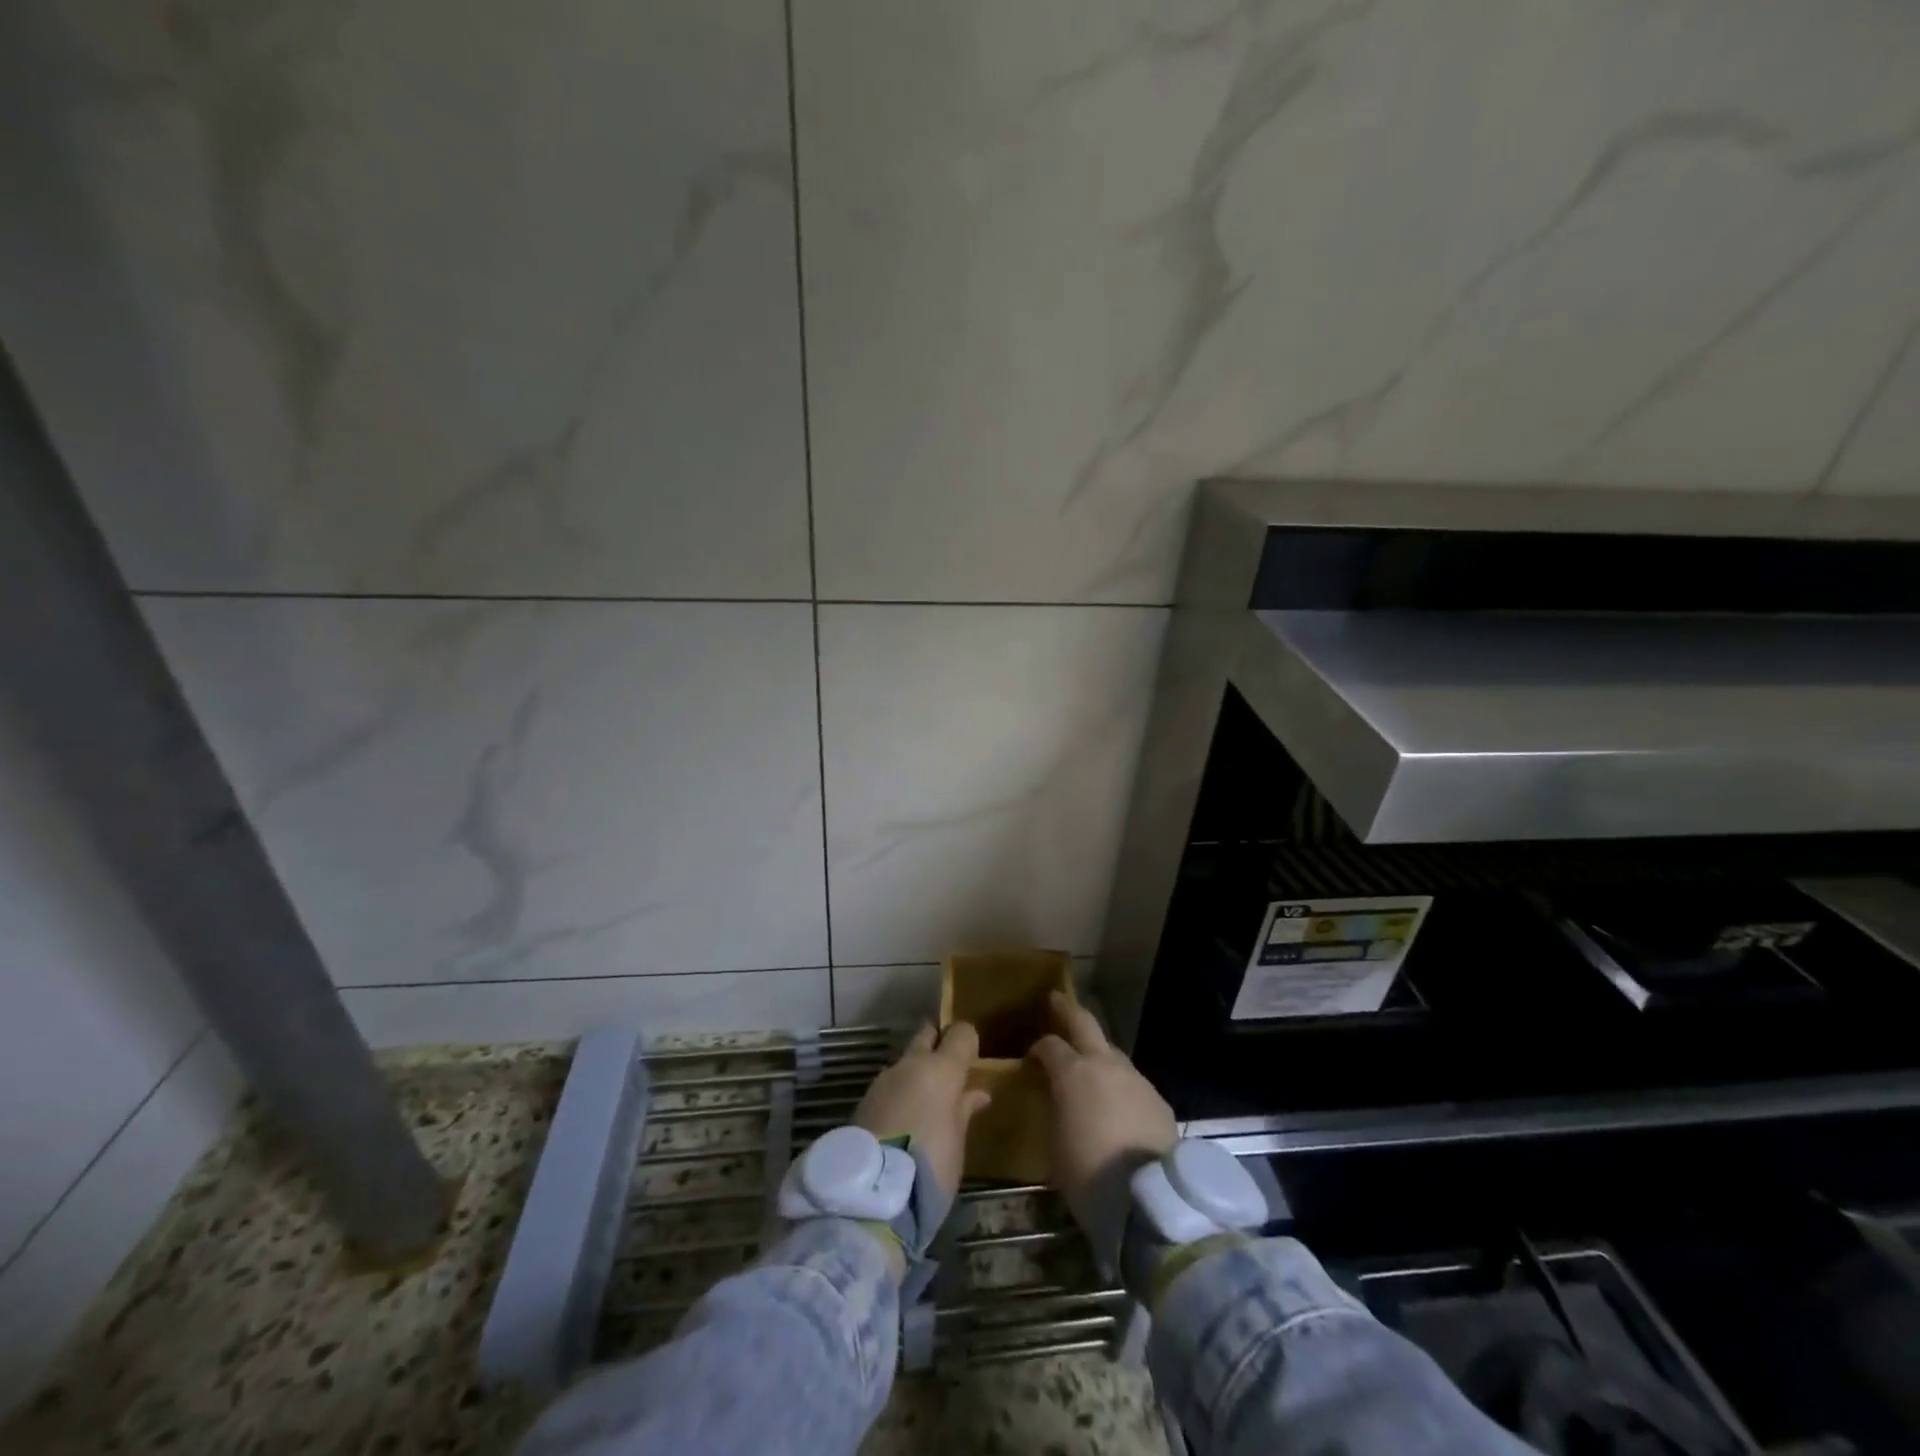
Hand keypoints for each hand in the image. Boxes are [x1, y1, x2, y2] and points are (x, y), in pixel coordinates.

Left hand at [853, 1021, 991, 1200]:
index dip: (968, 1041)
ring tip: (924, 1101)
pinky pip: (889, 1086)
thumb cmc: (931, 1165)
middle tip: (947, 1066)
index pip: (961, 1033)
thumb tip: (978, 1093)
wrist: (873, 1193)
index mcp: (940, 1069)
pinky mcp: (863, 1100)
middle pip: (926, 1036)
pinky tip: (902, 1118)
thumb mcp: (957, 1141)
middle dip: (936, 1043)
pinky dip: (898, 1094)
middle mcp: (910, 1064)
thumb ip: (965, 1110)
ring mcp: (883, 1080)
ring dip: (915, 1073)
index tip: (972, 1058)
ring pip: (905, 1062)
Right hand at [1028, 992, 1177, 1236]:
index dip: (1038, 1048)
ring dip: (1098, 1054)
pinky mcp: (1158, 1099)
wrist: (1148, 1200)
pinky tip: (1117, 1105)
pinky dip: (1119, 1085)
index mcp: (1073, 1072)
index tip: (1031, 1058)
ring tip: (1089, 1068)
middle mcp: (1105, 1064)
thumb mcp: (1055, 1143)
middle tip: (1056, 1001)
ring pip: (1112, 1053)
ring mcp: (1136, 1079)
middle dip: (1068, 1010)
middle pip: (1085, 1023)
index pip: (1050, 1045)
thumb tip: (1058, 1096)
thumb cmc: (1089, 1174)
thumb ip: (1055, 1108)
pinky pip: (1131, 1082)